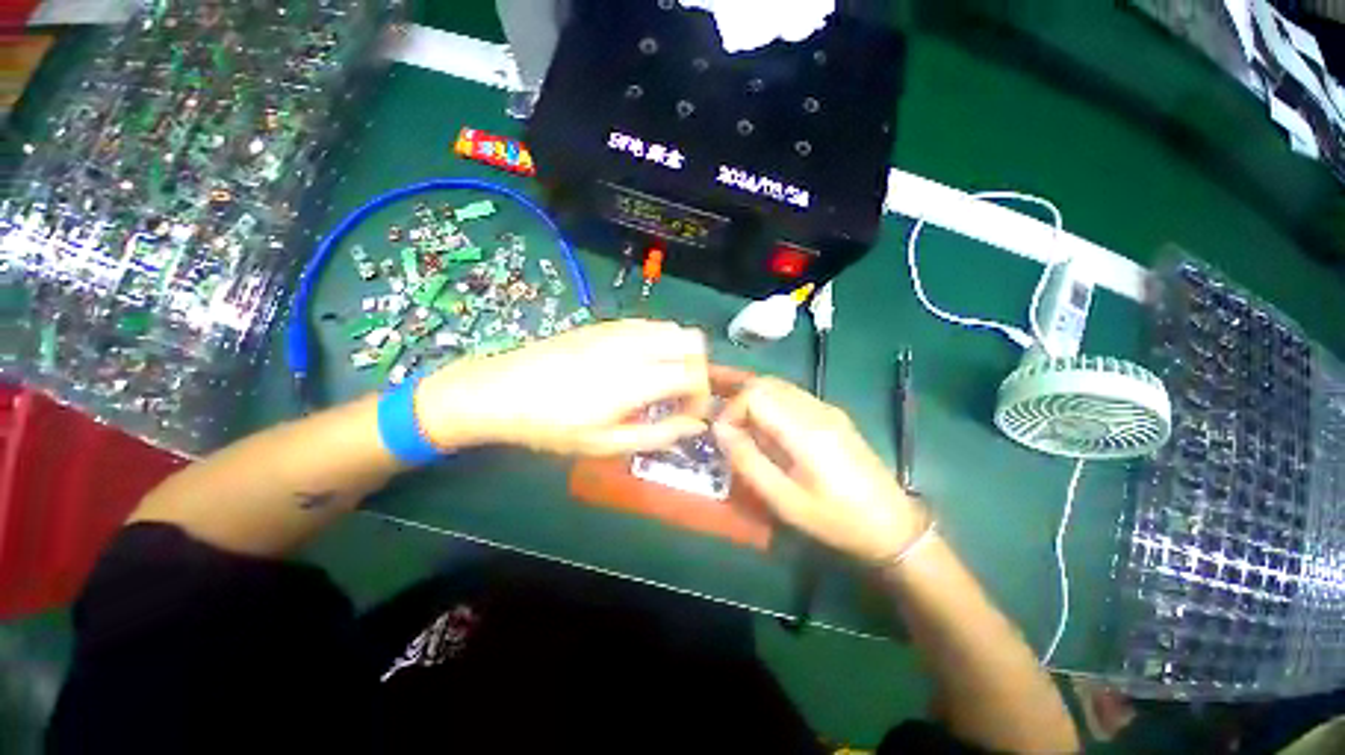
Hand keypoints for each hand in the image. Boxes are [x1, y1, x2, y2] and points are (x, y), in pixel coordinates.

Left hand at [416, 319, 710, 454]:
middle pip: (692, 341)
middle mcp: (634, 347)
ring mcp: (619, 330)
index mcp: (636, 380)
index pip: (694, 374)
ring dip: (679, 352)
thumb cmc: (553, 425)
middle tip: (679, 394)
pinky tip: (640, 362)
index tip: (689, 413)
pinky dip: (659, 340)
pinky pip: (648, 324)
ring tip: (661, 378)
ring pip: (673, 327)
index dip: (702, 394)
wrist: (501, 390)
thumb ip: (658, 434)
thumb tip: (695, 425)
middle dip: (697, 368)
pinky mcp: (606, 324)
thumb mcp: (606, 444)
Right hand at [710, 369, 924, 562]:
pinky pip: (791, 396)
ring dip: (753, 399)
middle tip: (726, 426)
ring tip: (740, 425)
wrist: (892, 524)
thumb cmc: (835, 519)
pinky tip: (766, 428)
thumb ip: (748, 461)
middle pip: (765, 383)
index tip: (722, 435)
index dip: (731, 409)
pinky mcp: (832, 414)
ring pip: (778, 386)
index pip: (755, 394)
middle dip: (738, 399)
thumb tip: (721, 430)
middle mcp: (816, 409)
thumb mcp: (784, 500)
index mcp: (805, 430)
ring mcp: (826, 408)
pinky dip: (769, 403)